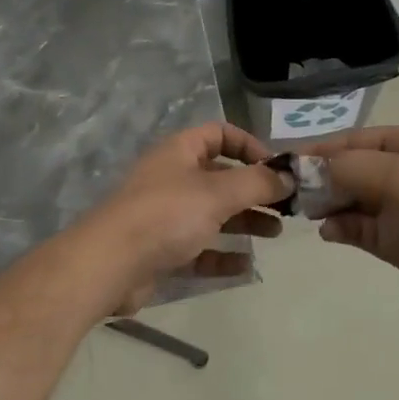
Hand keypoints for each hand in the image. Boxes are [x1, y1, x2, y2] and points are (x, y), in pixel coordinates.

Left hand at [79, 123, 292, 313]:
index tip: (276, 168)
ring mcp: (166, 216)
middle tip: (287, 206)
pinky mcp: (162, 251)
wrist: (109, 265)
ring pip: (213, 213)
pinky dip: (223, 255)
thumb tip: (289, 176)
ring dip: (245, 221)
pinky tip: (247, 265)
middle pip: (221, 177)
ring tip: (276, 233)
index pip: (219, 134)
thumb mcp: (218, 193)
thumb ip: (257, 183)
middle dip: (254, 189)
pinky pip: (200, 248)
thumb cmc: (166, 215)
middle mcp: (173, 178)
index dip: (249, 146)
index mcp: (180, 152)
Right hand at [307, 126, 398, 323]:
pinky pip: (358, 227)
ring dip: (327, 203)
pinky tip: (329, 232)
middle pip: (349, 168)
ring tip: (306, 213)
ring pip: (350, 198)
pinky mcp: (395, 240)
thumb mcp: (395, 177)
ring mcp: (398, 207)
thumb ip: (348, 168)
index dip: (320, 150)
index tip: (287, 164)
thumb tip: (310, 172)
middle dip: (320, 178)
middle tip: (290, 192)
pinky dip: (341, 227)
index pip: (353, 139)